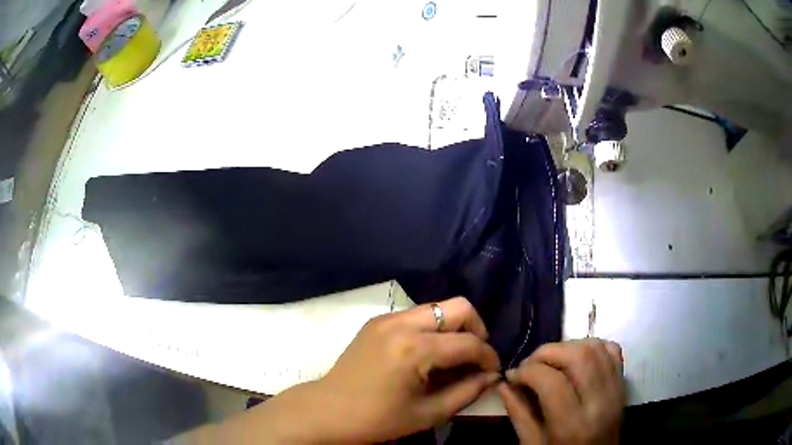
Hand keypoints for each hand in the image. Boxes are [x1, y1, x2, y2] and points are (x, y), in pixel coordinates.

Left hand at [316, 296, 500, 442]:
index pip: (469, 342)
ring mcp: (387, 318)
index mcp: (415, 349)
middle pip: (458, 307)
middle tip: (474, 357)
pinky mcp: (377, 321)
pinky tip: (427, 355)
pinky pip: (416, 315)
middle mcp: (402, 323)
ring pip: (437, 308)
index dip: (488, 356)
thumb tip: (492, 376)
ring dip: (453, 328)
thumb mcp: (428, 413)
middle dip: (476, 330)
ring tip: (451, 358)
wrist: (328, 410)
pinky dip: (432, 329)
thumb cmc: (377, 419)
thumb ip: (467, 392)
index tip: (492, 371)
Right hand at [498, 339, 624, 444]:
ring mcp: (615, 389)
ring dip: (568, 346)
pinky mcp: (622, 383)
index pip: (551, 381)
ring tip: (550, 361)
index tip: (512, 376)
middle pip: (578, 356)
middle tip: (530, 365)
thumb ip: (519, 414)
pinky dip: (592, 346)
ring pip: (595, 347)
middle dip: (547, 352)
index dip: (526, 372)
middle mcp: (600, 402)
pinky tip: (576, 359)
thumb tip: (503, 384)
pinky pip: (611, 350)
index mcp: (573, 425)